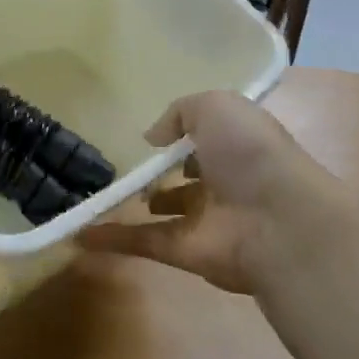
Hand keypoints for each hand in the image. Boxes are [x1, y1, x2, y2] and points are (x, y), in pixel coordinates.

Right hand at [78, 91, 343, 295]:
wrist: (279, 220)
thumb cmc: (250, 153)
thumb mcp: (217, 106)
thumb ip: (180, 112)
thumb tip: (153, 137)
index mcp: (236, 146)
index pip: (207, 140)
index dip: (183, 137)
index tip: (152, 136)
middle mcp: (224, 183)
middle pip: (186, 178)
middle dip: (160, 174)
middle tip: (123, 167)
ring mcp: (205, 221)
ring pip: (164, 213)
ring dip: (136, 206)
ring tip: (99, 195)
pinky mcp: (186, 253)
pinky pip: (144, 242)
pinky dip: (112, 239)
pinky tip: (78, 234)